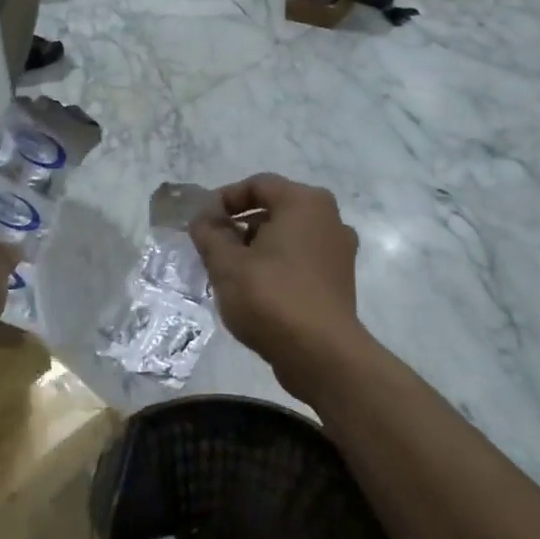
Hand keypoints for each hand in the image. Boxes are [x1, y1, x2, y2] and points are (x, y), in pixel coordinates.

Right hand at [190, 174, 363, 395]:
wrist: (321, 354)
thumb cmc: (271, 298)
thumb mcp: (226, 263)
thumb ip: (209, 234)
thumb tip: (204, 219)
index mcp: (304, 203)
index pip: (257, 184)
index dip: (223, 199)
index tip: (200, 222)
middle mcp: (329, 219)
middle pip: (274, 209)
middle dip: (238, 225)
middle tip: (211, 247)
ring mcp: (338, 251)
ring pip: (287, 237)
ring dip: (255, 248)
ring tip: (228, 272)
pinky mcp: (338, 281)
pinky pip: (300, 260)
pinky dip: (275, 266)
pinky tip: (254, 291)